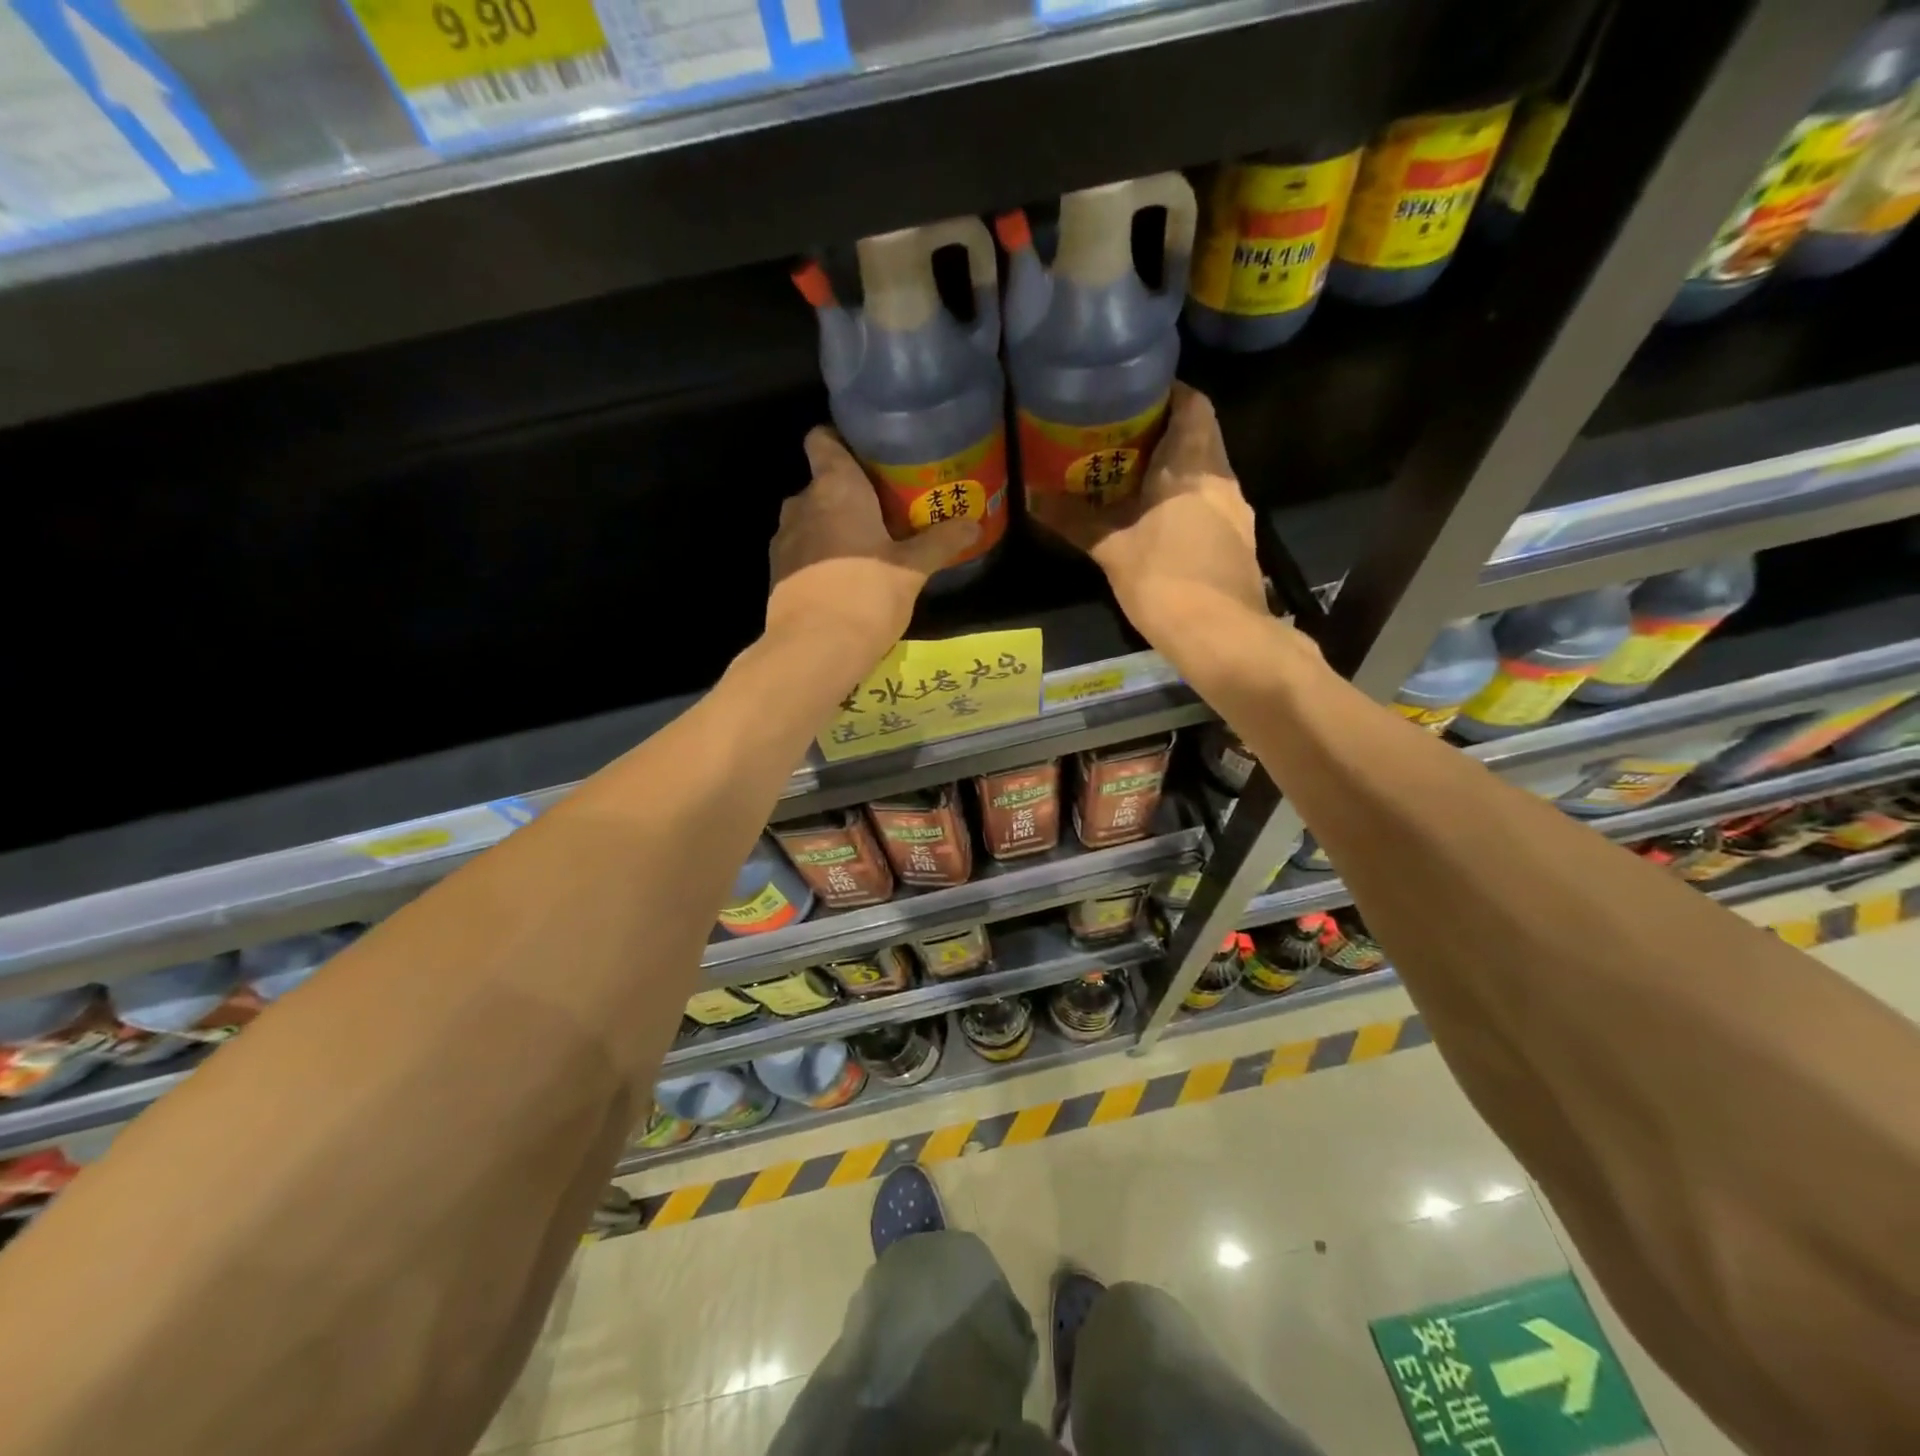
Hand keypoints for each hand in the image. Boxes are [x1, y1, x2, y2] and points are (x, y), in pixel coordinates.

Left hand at [767, 428, 978, 658]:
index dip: (841, 440)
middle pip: (823, 483)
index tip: (868, 456)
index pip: (823, 438)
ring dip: (834, 528)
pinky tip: (845, 578)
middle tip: (886, 510)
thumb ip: (940, 542)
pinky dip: (821, 556)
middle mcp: (802, 503)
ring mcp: (783, 539)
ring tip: (868, 547)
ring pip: (812, 519)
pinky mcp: (777, 573)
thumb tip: (973, 523)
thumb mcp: (912, 569)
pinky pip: (802, 551)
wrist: (814, 648)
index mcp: (835, 487)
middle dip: (850, 494)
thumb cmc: (866, 593)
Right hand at [1028, 384, 1268, 649]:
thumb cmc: (1165, 581)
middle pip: (1198, 435)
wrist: (1222, 636)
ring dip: (1173, 469)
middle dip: (1162, 432)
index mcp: (1193, 466)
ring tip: (1130, 478)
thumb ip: (1076, 521)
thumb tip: (1034, 498)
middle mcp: (1222, 478)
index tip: (1132, 395)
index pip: (1193, 404)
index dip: (1167, 392)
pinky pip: (1209, 502)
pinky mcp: (1237, 540)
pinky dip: (1184, 499)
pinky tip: (1157, 520)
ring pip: (1205, 471)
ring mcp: (1235, 511)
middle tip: (1118, 439)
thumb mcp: (1112, 551)